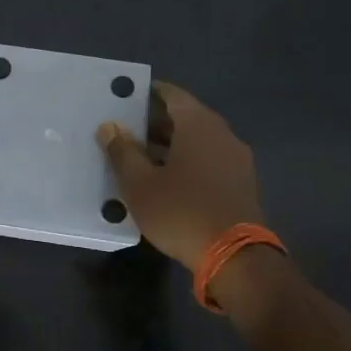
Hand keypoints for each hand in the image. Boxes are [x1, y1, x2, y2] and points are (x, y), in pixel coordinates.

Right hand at [98, 82, 264, 271]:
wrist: (235, 257)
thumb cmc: (181, 211)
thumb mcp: (140, 183)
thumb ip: (123, 151)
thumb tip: (109, 125)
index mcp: (198, 124)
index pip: (172, 94)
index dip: (148, 93)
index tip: (126, 98)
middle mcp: (222, 134)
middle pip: (186, 117)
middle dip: (156, 122)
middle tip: (126, 130)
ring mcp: (236, 159)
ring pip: (198, 141)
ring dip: (172, 145)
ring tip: (141, 157)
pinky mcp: (241, 183)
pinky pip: (209, 160)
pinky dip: (188, 162)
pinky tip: (167, 179)